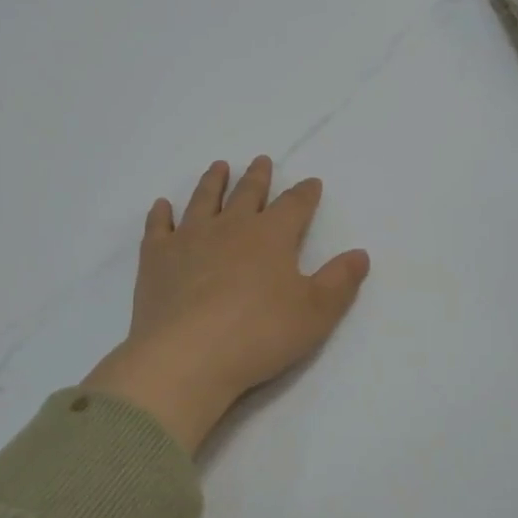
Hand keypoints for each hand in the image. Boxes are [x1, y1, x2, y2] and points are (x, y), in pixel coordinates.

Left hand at [82, 157, 371, 451]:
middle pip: (247, 193)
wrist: (188, 356)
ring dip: (213, 182)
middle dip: (258, 177)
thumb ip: (339, 281)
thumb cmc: (259, 334)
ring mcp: (190, 238)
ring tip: (218, 167)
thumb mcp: (315, 313)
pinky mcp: (156, 258)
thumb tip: (360, 254)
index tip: (311, 182)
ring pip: (203, 200)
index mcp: (271, 236)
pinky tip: (162, 206)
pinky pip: (158, 227)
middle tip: (261, 160)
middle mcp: (231, 227)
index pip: (294, 205)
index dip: (305, 193)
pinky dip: (161, 214)